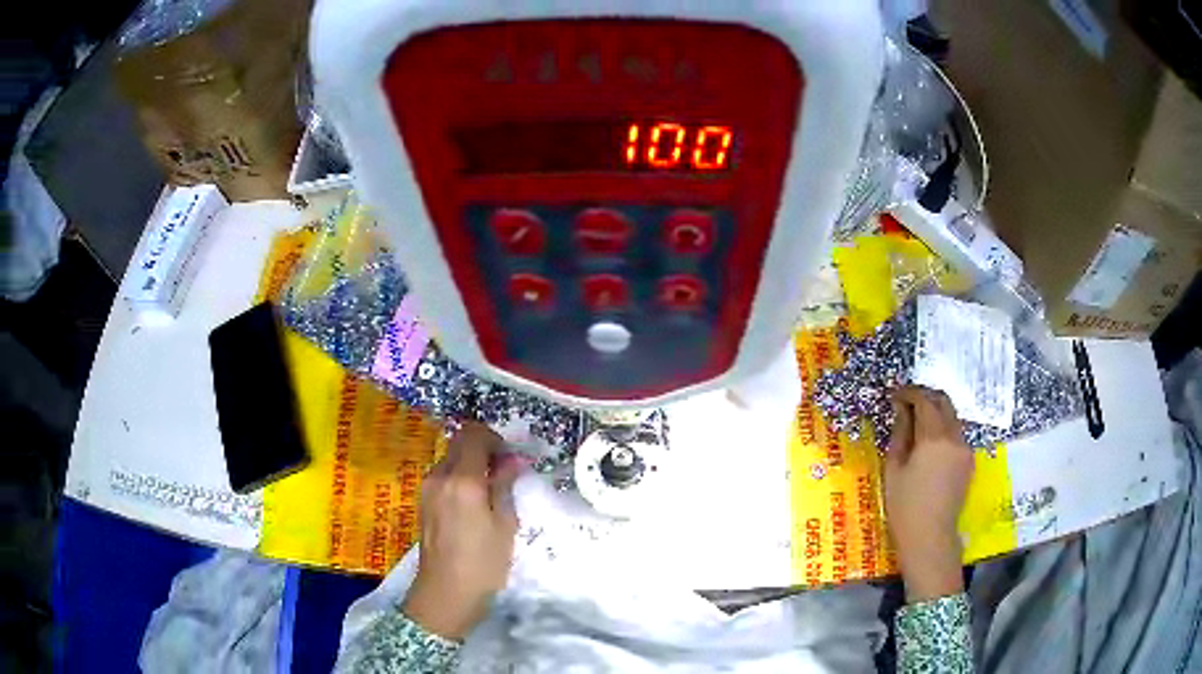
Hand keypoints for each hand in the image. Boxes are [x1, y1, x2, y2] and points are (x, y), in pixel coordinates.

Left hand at [402, 423, 521, 639]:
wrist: (446, 593)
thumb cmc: (483, 562)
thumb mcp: (505, 525)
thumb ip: (505, 485)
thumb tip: (512, 460)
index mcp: (462, 479)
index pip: (473, 435)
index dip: (494, 439)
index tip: (510, 459)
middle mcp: (439, 476)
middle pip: (459, 443)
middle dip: (483, 450)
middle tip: (504, 474)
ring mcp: (427, 488)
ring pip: (450, 459)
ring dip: (471, 465)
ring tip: (491, 493)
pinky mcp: (423, 502)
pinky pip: (443, 477)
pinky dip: (460, 479)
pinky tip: (474, 505)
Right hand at [883, 387, 974, 602]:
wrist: (930, 537)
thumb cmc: (904, 506)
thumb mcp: (894, 468)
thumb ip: (900, 433)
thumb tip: (901, 409)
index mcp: (934, 437)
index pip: (924, 400)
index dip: (909, 393)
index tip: (895, 396)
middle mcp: (954, 436)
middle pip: (944, 401)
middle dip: (926, 397)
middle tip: (907, 403)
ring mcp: (965, 448)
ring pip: (953, 416)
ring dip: (936, 412)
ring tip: (917, 423)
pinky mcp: (969, 461)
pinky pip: (957, 433)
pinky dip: (944, 428)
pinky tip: (930, 444)